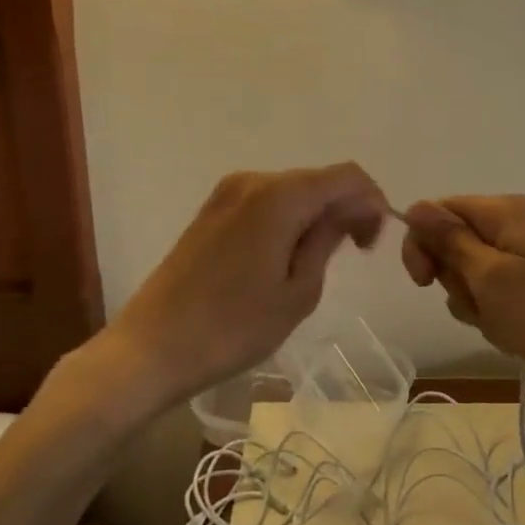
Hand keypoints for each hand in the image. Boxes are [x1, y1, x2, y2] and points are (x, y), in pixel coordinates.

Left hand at [104, 164, 390, 407]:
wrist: (151, 348)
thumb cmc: (233, 327)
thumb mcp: (298, 291)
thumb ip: (328, 239)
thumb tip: (348, 213)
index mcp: (280, 195)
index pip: (346, 176)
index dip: (372, 202)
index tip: (374, 242)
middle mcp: (253, 180)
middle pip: (317, 180)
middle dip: (345, 209)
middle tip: (355, 254)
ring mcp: (227, 193)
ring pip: (291, 191)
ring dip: (315, 215)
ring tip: (318, 262)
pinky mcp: (211, 210)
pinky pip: (265, 202)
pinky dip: (287, 219)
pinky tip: (284, 256)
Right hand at [401, 195, 524, 400]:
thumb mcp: (489, 279)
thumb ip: (449, 240)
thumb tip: (415, 207)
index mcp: (507, 210)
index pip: (441, 210)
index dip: (423, 243)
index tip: (423, 282)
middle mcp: (521, 221)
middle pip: (459, 240)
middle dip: (457, 279)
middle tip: (479, 307)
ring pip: (478, 271)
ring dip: (477, 301)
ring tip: (503, 326)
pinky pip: (503, 288)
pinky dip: (500, 311)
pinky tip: (517, 333)